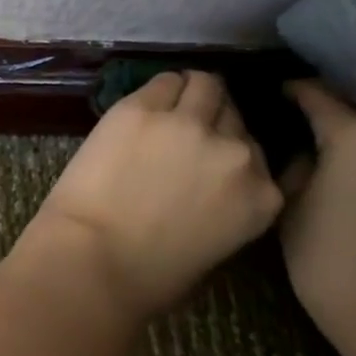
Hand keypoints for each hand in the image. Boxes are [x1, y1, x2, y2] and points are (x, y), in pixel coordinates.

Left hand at [29, 71, 283, 317]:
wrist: (93, 258)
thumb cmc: (149, 274)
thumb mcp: (215, 244)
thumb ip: (227, 202)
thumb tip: (209, 180)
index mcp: (261, 195)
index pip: (256, 149)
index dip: (229, 147)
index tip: (209, 152)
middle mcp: (236, 152)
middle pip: (232, 113)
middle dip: (212, 118)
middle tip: (183, 130)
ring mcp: (189, 124)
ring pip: (204, 84)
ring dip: (189, 93)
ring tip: (165, 107)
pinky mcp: (143, 107)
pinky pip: (162, 81)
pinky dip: (157, 91)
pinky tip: (141, 107)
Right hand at [279, 82, 355, 355]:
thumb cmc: (327, 256)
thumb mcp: (288, 200)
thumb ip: (294, 158)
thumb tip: (299, 142)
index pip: (315, 91)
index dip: (287, 89)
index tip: (266, 92)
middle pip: (353, 99)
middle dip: (323, 100)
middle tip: (289, 107)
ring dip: (351, 120)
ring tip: (317, 127)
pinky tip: (347, 154)